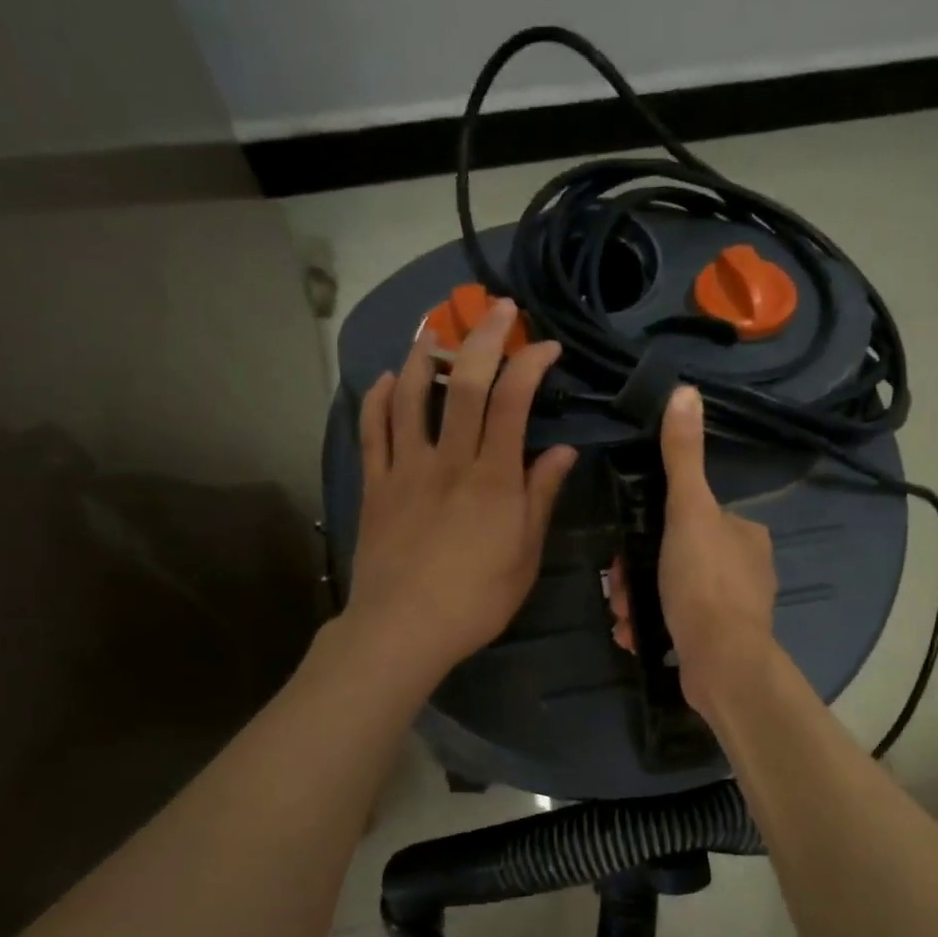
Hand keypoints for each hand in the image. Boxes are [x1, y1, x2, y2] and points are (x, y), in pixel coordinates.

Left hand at [347, 299, 576, 685]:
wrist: (404, 628)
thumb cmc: (476, 600)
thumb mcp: (525, 555)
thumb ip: (541, 498)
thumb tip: (564, 452)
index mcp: (494, 478)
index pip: (514, 402)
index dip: (531, 364)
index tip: (546, 346)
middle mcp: (450, 461)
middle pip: (467, 384)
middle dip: (485, 338)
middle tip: (499, 309)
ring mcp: (406, 469)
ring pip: (413, 397)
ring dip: (426, 356)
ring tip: (436, 330)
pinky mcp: (375, 486)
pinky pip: (373, 432)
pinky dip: (379, 400)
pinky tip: (386, 379)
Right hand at [608, 386, 778, 716]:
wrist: (721, 663)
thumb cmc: (703, 582)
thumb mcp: (688, 511)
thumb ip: (683, 457)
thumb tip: (686, 391)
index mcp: (745, 534)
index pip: (691, 518)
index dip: (653, 530)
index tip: (627, 548)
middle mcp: (746, 569)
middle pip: (676, 557)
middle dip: (638, 573)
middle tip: (618, 589)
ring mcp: (734, 610)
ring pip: (672, 592)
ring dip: (638, 600)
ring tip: (624, 617)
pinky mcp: (720, 643)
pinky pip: (677, 625)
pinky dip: (652, 626)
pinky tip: (635, 635)